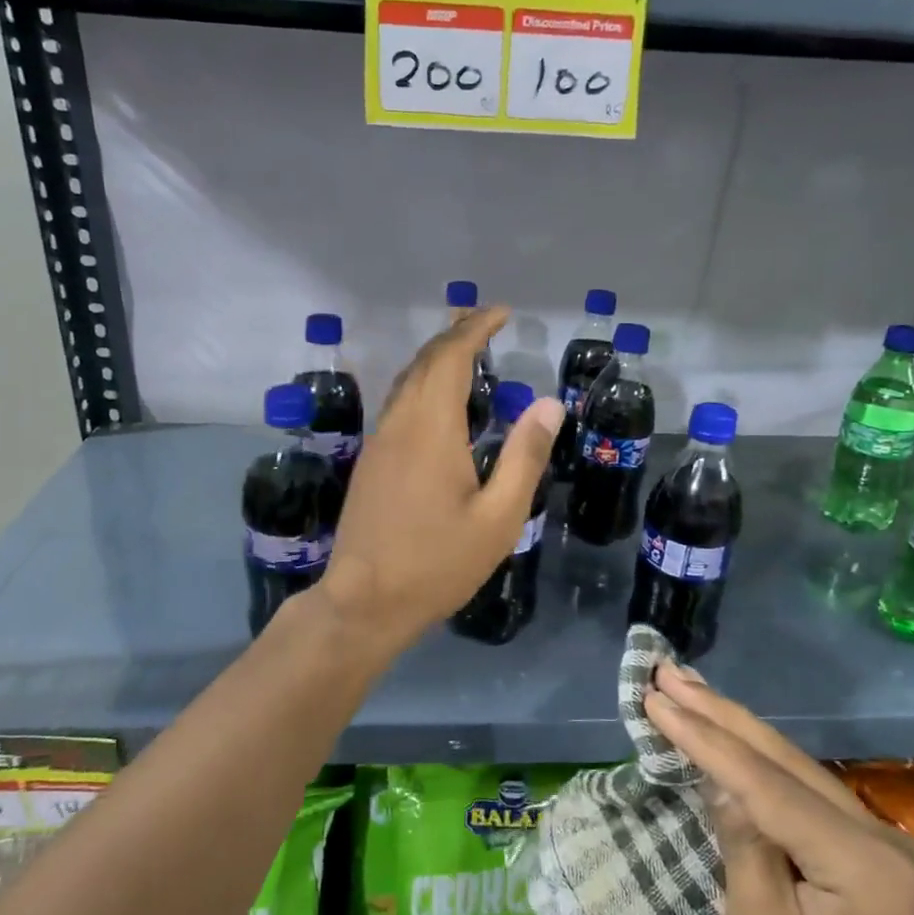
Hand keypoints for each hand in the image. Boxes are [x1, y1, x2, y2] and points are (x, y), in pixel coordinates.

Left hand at [318, 306, 561, 654]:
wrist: (364, 601)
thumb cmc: (437, 563)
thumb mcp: (498, 518)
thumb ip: (524, 457)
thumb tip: (549, 404)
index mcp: (431, 428)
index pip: (450, 357)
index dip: (474, 328)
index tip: (500, 312)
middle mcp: (399, 423)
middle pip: (424, 362)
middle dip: (455, 335)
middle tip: (486, 323)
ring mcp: (379, 441)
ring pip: (405, 381)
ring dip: (435, 358)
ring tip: (466, 352)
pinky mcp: (370, 461)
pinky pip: (397, 404)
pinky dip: (422, 385)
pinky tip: (438, 403)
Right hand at [643, 669, 913, 914]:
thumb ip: (745, 854)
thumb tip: (723, 785)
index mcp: (863, 863)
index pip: (765, 783)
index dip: (703, 737)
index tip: (655, 696)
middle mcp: (881, 837)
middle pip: (785, 760)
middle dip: (719, 713)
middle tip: (668, 671)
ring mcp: (883, 844)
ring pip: (797, 769)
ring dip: (738, 730)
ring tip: (690, 690)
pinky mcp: (874, 858)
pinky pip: (806, 795)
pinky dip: (761, 764)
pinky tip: (732, 739)